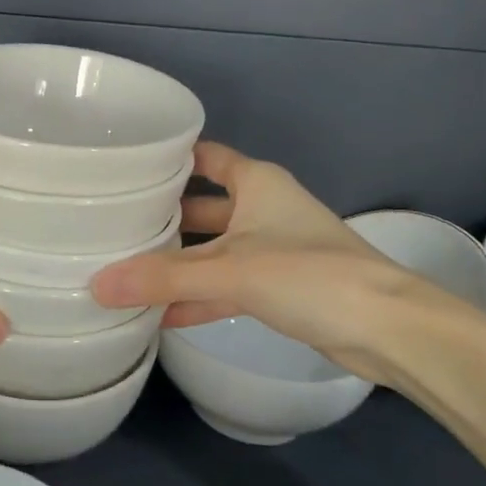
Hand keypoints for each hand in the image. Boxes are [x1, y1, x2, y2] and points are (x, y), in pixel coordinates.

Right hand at [89, 142, 472, 380]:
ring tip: (125, 269)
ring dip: (177, 262)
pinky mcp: (279, 288)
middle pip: (201, 206)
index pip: (202, 156)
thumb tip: (97, 285)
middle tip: (110, 223)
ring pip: (212, 249)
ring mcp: (271, 249)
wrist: (388, 329)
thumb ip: (164, 278)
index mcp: (256, 183)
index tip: (122, 165)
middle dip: (162, 216)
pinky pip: (226, 285)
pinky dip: (198, 296)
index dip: (166, 158)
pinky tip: (160, 313)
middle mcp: (262, 208)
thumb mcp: (231, 270)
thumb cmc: (310, 274)